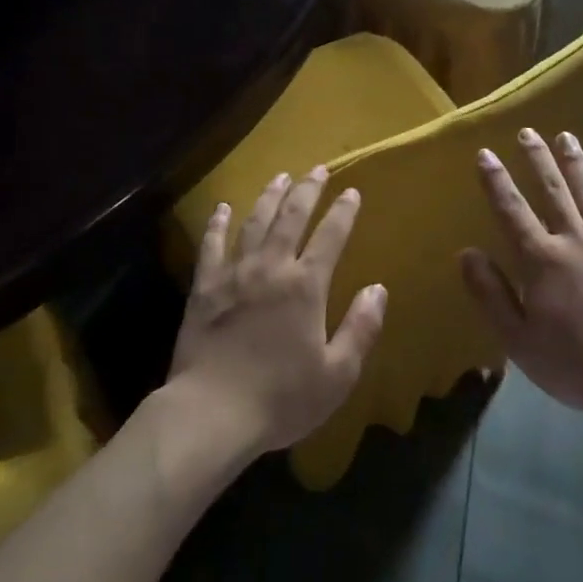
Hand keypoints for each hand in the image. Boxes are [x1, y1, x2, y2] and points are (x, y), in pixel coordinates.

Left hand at [169, 166, 387, 454]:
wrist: (212, 412)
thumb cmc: (281, 398)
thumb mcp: (337, 374)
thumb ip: (360, 328)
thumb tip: (378, 288)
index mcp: (305, 286)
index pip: (330, 237)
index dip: (343, 212)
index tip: (352, 192)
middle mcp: (271, 268)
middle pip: (291, 217)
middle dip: (307, 191)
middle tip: (317, 169)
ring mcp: (234, 274)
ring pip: (254, 222)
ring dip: (269, 196)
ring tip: (280, 176)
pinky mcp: (204, 287)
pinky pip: (211, 245)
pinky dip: (217, 224)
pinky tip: (221, 208)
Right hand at [460, 129, 582, 420]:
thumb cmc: (573, 364)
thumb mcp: (517, 339)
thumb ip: (490, 294)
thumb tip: (467, 252)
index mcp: (541, 261)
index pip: (511, 211)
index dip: (496, 181)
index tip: (485, 153)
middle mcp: (574, 241)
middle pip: (552, 192)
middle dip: (537, 160)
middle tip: (527, 132)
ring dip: (574, 163)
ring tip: (564, 135)